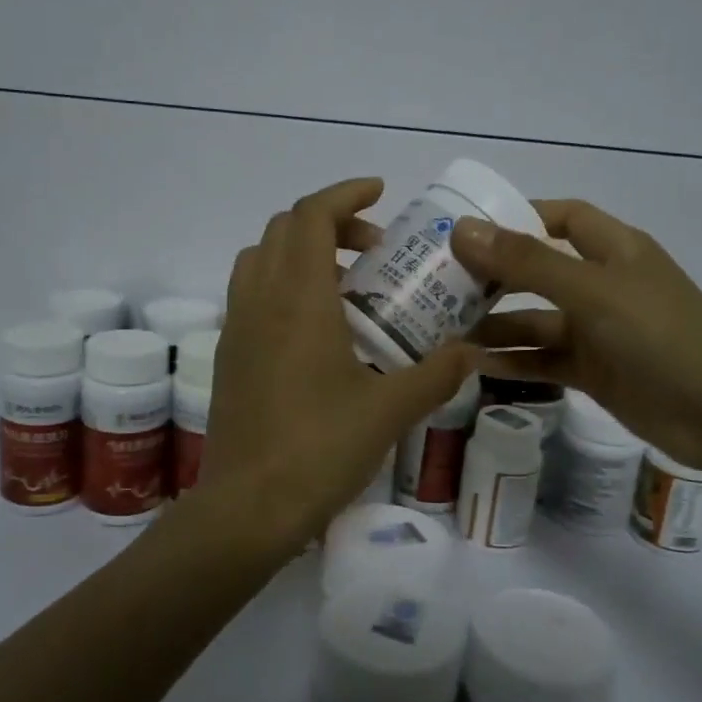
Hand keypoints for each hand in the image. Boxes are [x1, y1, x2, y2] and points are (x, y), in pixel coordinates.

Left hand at [200, 178, 478, 550]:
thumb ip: (436, 374)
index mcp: (297, 299)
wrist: (247, 508)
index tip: (380, 193)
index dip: (345, 194)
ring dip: (302, 253)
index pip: (310, 216)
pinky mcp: (228, 355)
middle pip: (283, 229)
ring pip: (261, 259)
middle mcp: (259, 300)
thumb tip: (473, 352)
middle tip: (375, 251)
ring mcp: (236, 327)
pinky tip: (320, 330)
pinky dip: (283, 285)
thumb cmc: (319, 450)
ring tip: (348, 287)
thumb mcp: (389, 411)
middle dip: (330, 224)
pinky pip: (251, 294)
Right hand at [450, 201, 701, 472]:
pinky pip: (543, 360)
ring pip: (536, 321)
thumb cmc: (659, 334)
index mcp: (613, 249)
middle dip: (493, 277)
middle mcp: (603, 284)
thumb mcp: (590, 291)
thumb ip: (526, 262)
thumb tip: (463, 230)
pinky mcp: (594, 372)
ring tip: (443, 331)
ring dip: (495, 325)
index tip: (468, 230)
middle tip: (439, 284)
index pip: (561, 218)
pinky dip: (512, 362)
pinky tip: (473, 367)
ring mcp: (598, 331)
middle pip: (538, 271)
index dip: (518, 218)